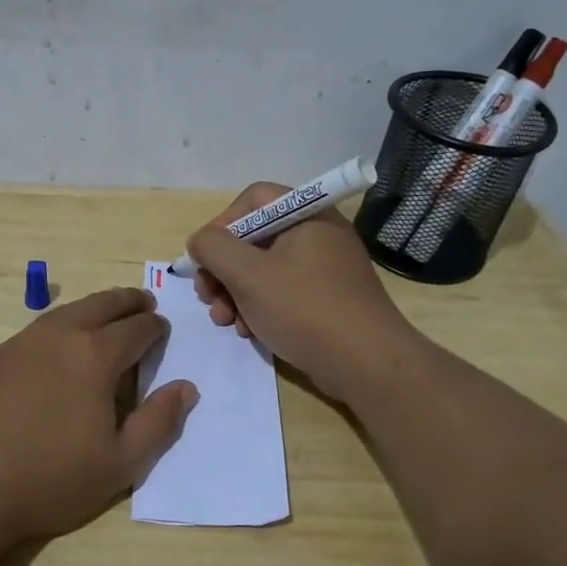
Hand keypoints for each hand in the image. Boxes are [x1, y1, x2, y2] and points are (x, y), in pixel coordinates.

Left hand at [0, 287, 197, 540]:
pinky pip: (38, 329)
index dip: (155, 327)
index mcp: (95, 356)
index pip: (136, 329)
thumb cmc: (48, 478)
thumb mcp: (119, 464)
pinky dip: (61, 326)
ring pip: (66, 312)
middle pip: (101, 305)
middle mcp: (59, 336)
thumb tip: (185, 388)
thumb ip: (158, 423)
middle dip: (127, 301)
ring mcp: (20, 343)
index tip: (163, 328)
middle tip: (143, 302)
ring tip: (104, 316)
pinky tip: (57, 346)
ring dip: (93, 308)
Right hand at [187, 183, 418, 404]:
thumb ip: (214, 248)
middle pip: (254, 238)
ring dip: (235, 293)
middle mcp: (318, 234)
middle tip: (207, 297)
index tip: (204, 257)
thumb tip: (200, 241)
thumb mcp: (248, 274)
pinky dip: (259, 307)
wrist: (366, 365)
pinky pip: (282, 292)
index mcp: (307, 215)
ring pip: (264, 269)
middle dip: (223, 269)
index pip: (253, 200)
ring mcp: (324, 269)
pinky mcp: (326, 299)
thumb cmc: (304, 309)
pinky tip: (248, 332)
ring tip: (225, 321)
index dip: (222, 224)